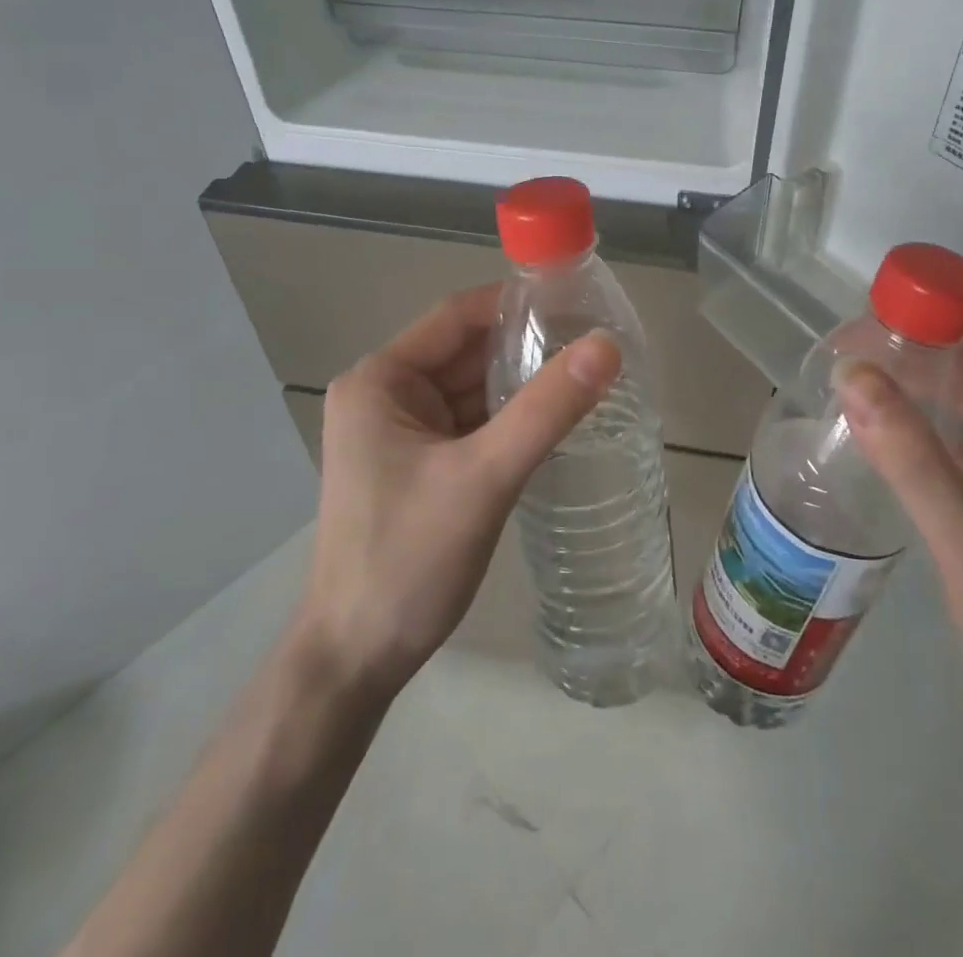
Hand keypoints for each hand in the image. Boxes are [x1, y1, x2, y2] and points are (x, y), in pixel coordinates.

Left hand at [295, 283, 621, 701]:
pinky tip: (555, 418)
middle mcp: (385, 394)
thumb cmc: (408, 560)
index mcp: (381, 380)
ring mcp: (400, 431)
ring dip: (521, 384)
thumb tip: (606, 346)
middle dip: (526, 347)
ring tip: (589, 374)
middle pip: (466, 352)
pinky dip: (508, 419)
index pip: (456, 317)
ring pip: (472, 389)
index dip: (515, 304)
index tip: (578, 302)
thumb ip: (546, 410)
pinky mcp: (418, 464)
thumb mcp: (483, 479)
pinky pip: (471, 424)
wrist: (356, 659)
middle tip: (596, 342)